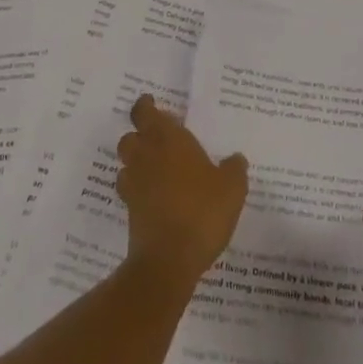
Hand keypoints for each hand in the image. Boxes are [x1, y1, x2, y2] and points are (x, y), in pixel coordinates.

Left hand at [116, 94, 248, 288]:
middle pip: (130, 137)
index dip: (145, 106)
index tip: (150, 103)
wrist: (168, 260)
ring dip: (136, 162)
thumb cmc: (202, 211)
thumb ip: (234, 169)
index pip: (145, 113)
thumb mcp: (232, 188)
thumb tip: (236, 159)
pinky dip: (138, 189)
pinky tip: (156, 198)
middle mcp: (146, 156)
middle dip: (140, 135)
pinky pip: (130, 190)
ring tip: (156, 169)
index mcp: (168, 139)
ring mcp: (134, 184)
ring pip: (126, 163)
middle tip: (158, 139)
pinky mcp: (130, 212)